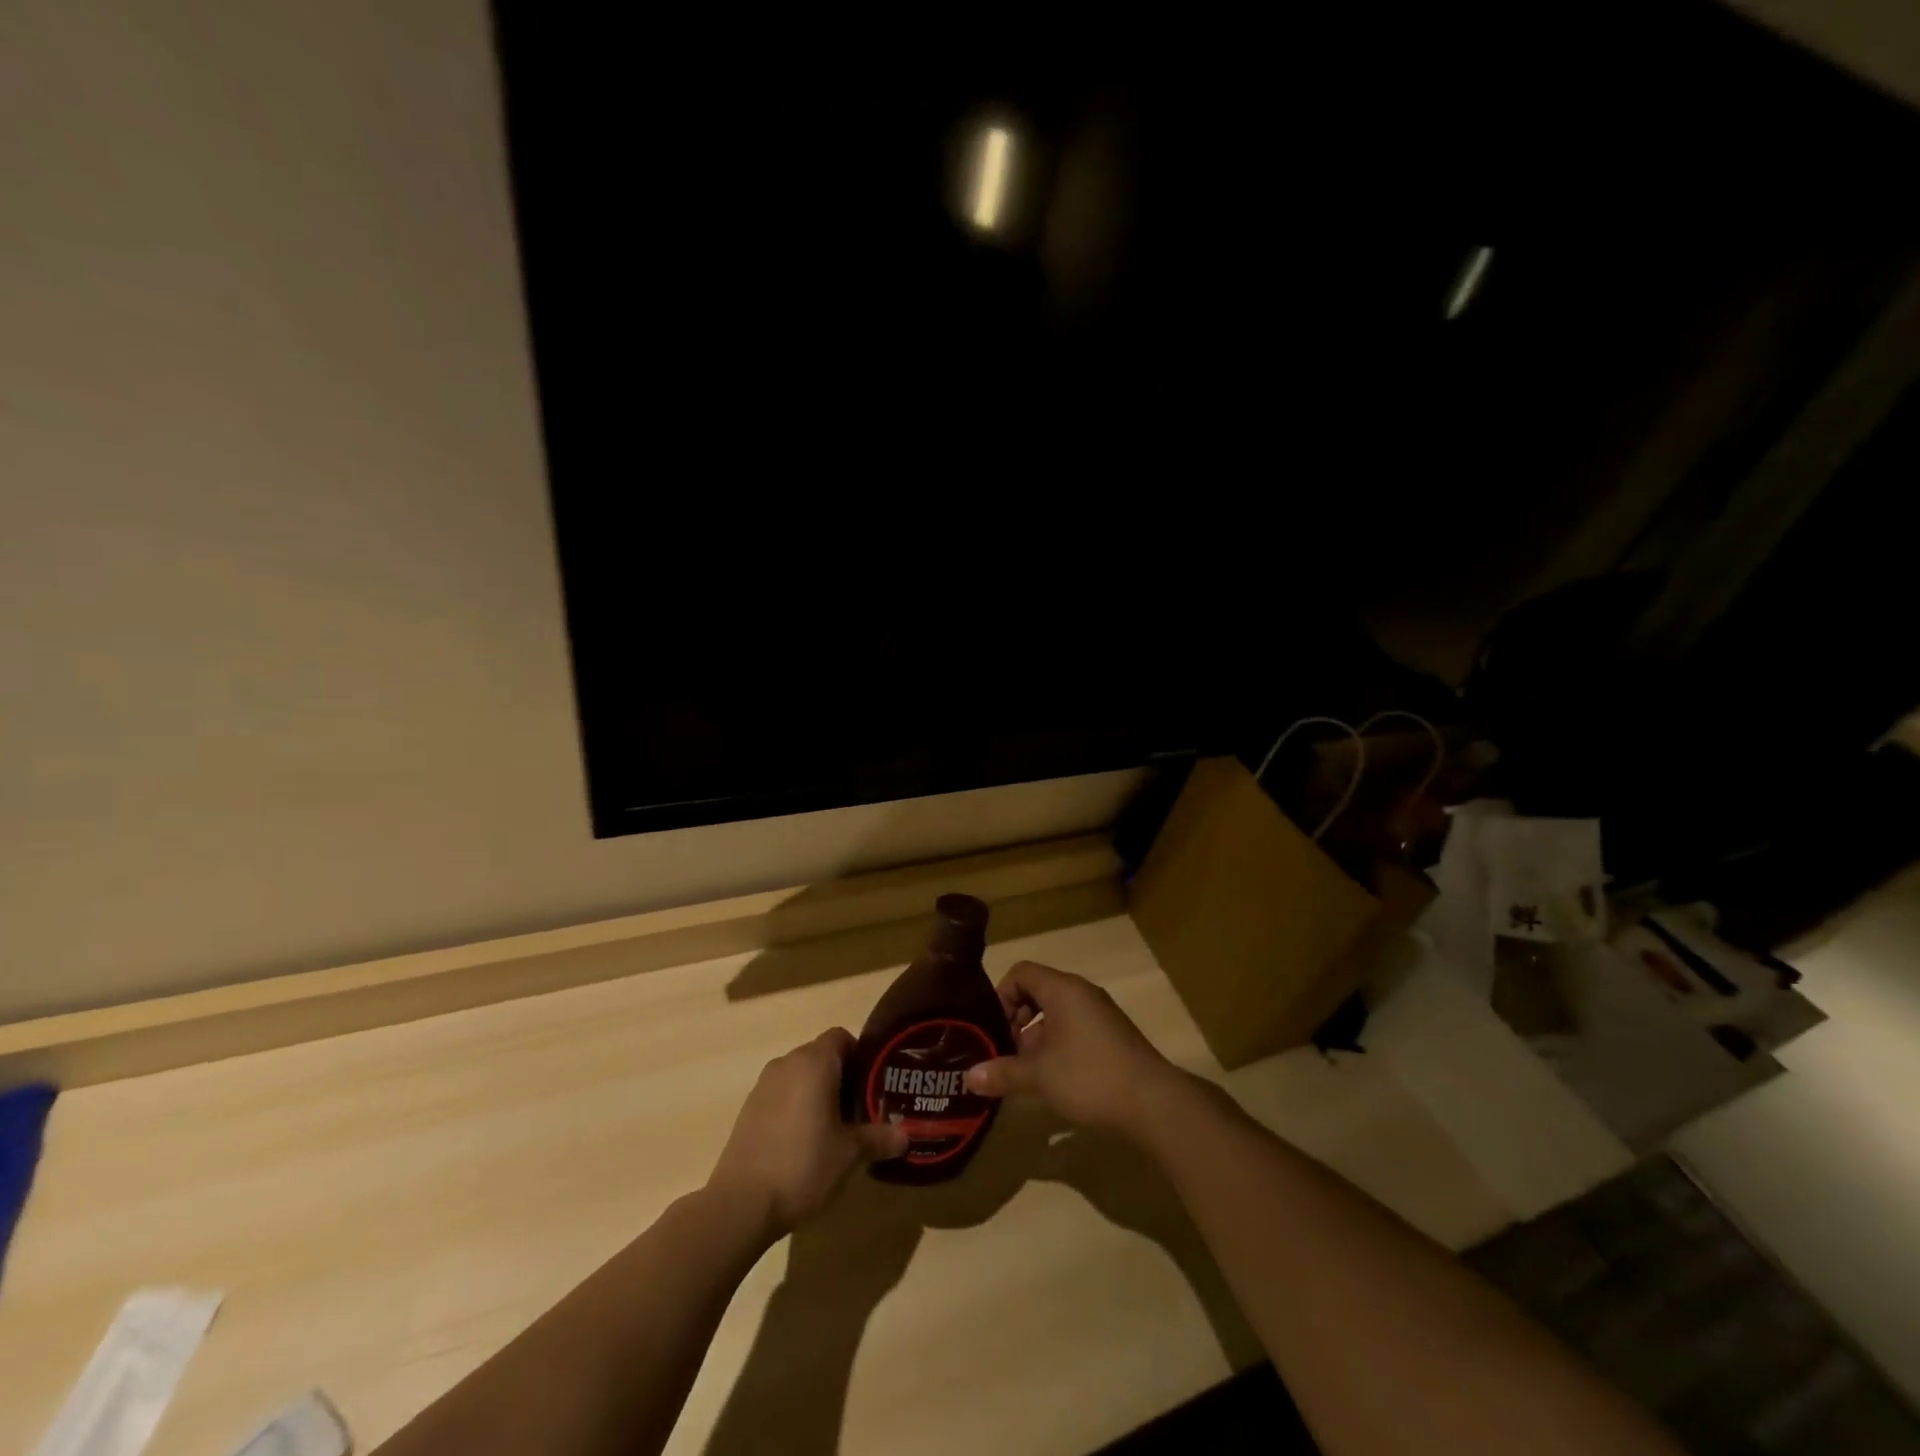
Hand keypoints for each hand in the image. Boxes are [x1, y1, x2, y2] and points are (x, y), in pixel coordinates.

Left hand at [708, 1029, 909, 1234]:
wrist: (741, 1203)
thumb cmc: (803, 1165)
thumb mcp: (849, 1154)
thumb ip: (879, 1139)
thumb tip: (905, 1137)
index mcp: (814, 1063)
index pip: (841, 1037)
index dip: (860, 1055)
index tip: (873, 1083)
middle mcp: (787, 1063)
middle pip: (820, 1055)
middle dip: (841, 1076)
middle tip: (860, 1108)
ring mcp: (763, 1085)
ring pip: (799, 1075)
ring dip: (816, 1091)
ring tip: (834, 1126)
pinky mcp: (748, 1109)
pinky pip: (781, 1094)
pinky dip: (795, 1105)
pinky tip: (803, 1140)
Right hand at [962, 962, 1184, 1137]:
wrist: (1153, 1101)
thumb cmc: (1089, 1076)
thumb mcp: (1039, 1076)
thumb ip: (1003, 1073)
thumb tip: (967, 1078)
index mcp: (1062, 989)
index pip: (1021, 972)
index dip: (1001, 995)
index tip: (994, 1028)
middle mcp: (1081, 992)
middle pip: (1038, 991)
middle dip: (1016, 1019)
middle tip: (1006, 1052)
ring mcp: (1100, 1013)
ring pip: (1056, 1012)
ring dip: (1037, 1036)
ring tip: (1027, 1071)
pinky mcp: (1112, 1034)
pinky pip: (1075, 1026)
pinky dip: (1058, 1044)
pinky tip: (1055, 1079)